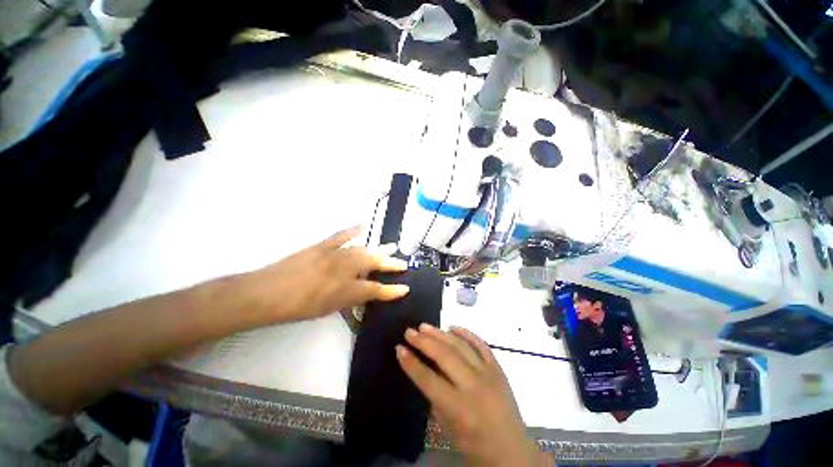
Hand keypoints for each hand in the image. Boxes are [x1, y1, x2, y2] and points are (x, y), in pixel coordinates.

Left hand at [239, 227, 410, 323]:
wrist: (265, 294)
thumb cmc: (295, 309)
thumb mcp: (326, 310)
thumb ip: (348, 300)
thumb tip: (362, 294)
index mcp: (344, 290)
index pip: (375, 290)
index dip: (392, 290)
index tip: (405, 288)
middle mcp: (343, 271)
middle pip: (373, 264)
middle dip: (390, 264)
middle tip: (403, 262)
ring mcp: (333, 255)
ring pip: (362, 250)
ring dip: (378, 248)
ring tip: (392, 246)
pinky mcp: (321, 246)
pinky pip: (340, 236)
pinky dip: (353, 230)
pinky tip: (363, 226)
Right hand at [396, 325, 551, 466]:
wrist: (513, 451)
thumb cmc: (476, 445)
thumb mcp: (449, 428)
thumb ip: (435, 398)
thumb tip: (426, 368)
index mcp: (460, 408)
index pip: (429, 379)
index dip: (411, 363)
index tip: (399, 348)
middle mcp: (474, 386)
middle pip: (444, 356)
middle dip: (424, 342)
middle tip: (409, 331)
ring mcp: (488, 374)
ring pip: (460, 346)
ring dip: (441, 333)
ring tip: (425, 326)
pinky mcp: (498, 369)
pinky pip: (481, 345)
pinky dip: (466, 333)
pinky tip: (452, 326)